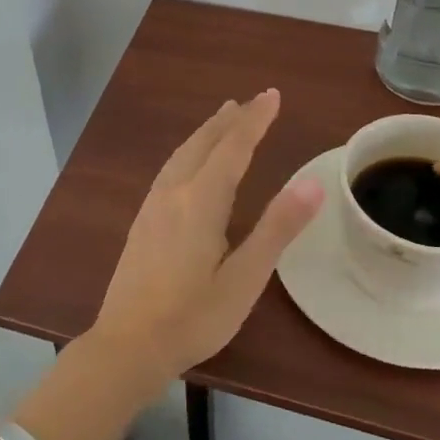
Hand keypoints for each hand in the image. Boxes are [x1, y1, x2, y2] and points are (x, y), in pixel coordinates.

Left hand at [88, 90, 324, 385]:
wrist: (127, 344)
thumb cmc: (193, 317)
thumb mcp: (245, 278)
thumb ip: (277, 228)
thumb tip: (313, 182)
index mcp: (200, 201)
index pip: (233, 147)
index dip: (255, 120)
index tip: (272, 95)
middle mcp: (173, 193)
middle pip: (203, 143)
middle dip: (230, 120)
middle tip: (251, 101)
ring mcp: (152, 206)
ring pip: (182, 153)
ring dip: (206, 132)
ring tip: (223, 118)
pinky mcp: (142, 221)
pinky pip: (169, 168)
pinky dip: (189, 151)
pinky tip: (188, 164)